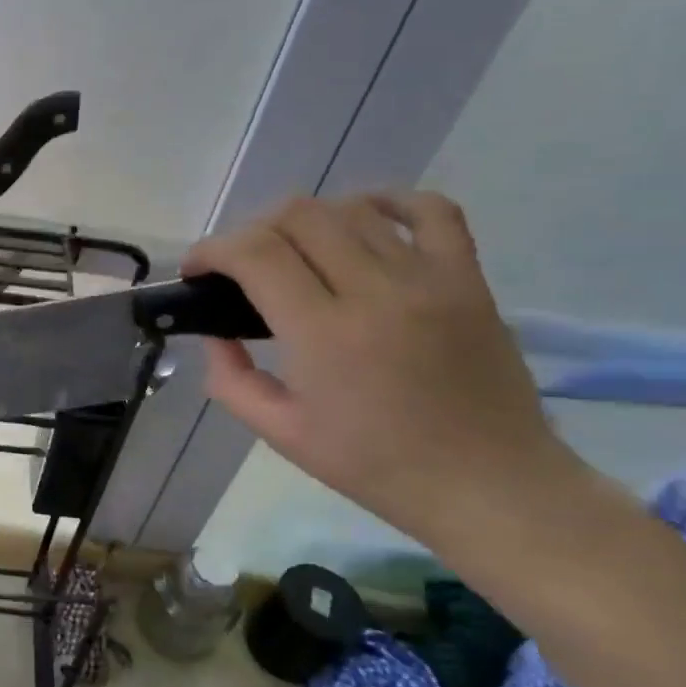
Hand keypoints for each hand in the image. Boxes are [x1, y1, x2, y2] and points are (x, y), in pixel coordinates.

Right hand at [183, 192, 583, 546]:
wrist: (488, 485)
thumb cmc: (376, 465)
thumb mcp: (281, 434)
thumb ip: (231, 380)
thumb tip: (215, 335)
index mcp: (324, 333)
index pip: (256, 254)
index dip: (213, 250)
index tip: (197, 269)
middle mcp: (376, 291)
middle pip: (299, 217)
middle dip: (252, 230)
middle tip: (241, 265)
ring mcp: (429, 278)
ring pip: (353, 209)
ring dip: (306, 220)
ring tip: (294, 251)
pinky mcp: (468, 279)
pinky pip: (431, 211)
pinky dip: (389, 201)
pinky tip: (363, 218)